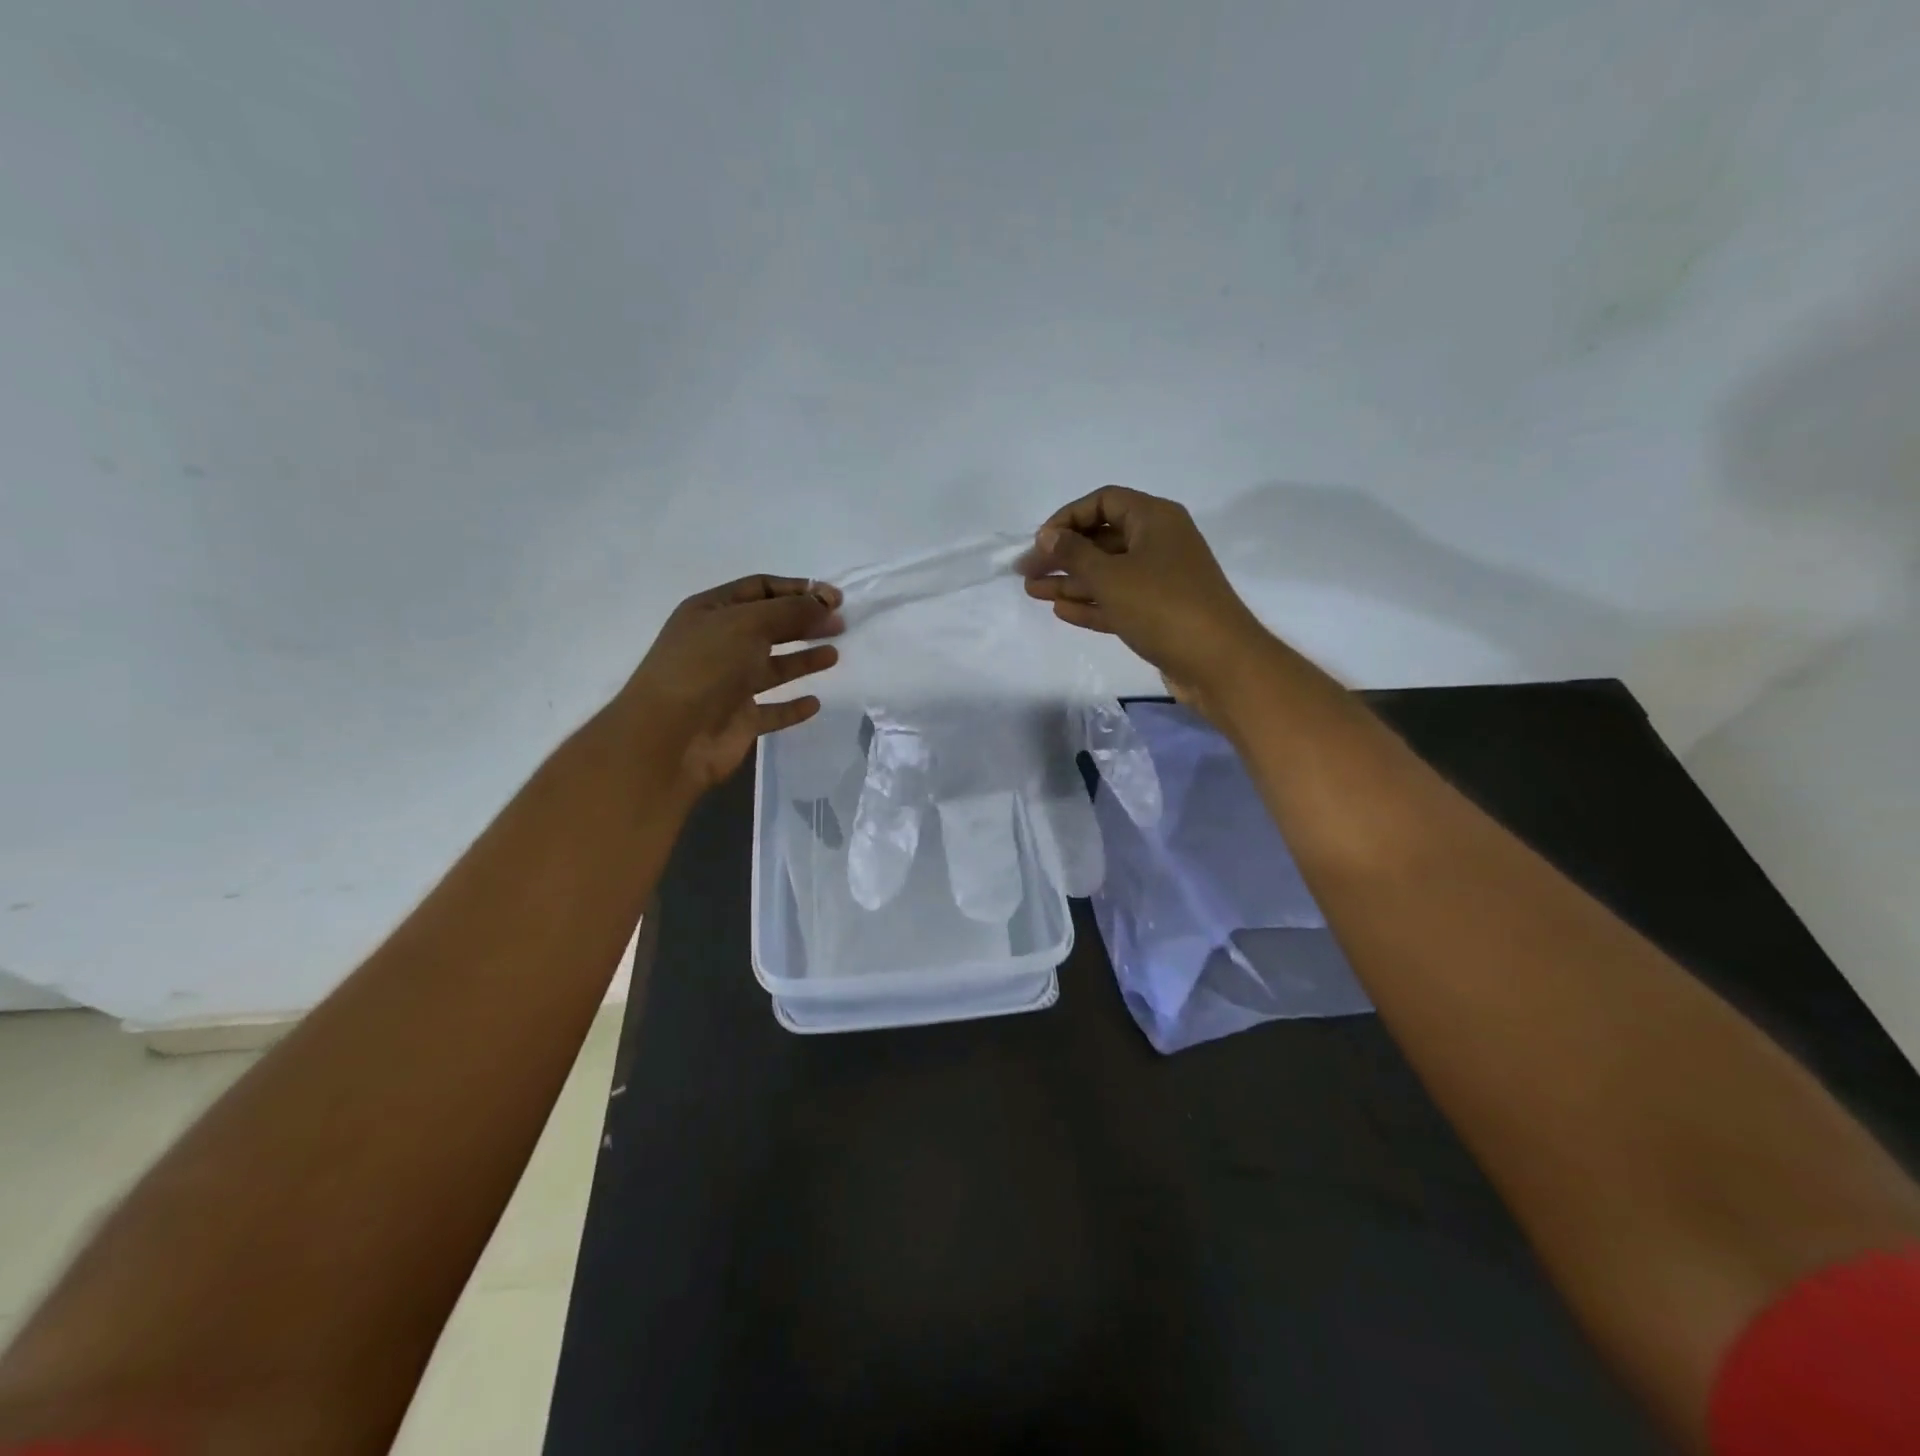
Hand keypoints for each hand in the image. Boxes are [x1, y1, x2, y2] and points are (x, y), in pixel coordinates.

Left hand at [614, 575, 843, 794]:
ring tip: (833, 655)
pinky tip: (814, 703)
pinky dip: (793, 707)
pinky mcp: (739, 721)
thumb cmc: (705, 667)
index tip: (835, 598)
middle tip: (840, 624)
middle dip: (804, 621)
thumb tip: (826, 604)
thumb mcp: (748, 623)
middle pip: (769, 626)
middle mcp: (719, 644)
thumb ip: (791, 611)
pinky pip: (772, 710)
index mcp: (711, 611)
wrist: (670, 737)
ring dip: (803, 660)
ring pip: (773, 667)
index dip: (797, 589)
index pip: (760, 589)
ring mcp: (728, 685)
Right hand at [1020, 487, 1268, 714]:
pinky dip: (1091, 604)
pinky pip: (1118, 600)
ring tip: (1034, 593)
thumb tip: (1047, 535)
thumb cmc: (1163, 607)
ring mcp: (1161, 580)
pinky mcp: (1159, 613)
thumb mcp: (1110, 576)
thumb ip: (1073, 554)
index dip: (1067, 518)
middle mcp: (1159, 543)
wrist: (1218, 663)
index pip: (1103, 502)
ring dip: (1071, 582)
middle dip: (1063, 555)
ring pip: (1108, 573)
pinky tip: (1061, 611)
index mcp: (1154, 519)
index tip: (1040, 543)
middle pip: (1102, 539)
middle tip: (1026, 573)